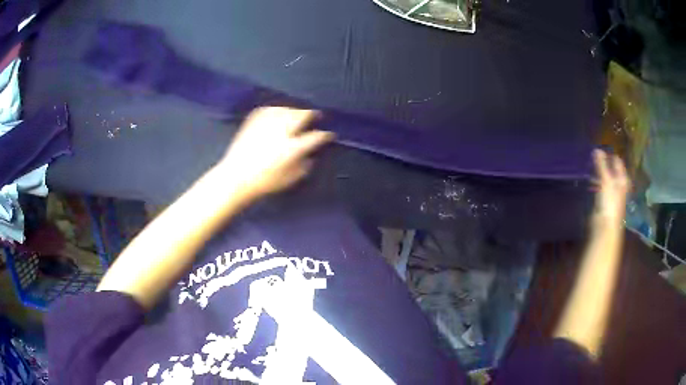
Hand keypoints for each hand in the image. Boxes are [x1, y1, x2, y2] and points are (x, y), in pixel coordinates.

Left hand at [217, 107, 333, 198]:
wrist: (236, 177)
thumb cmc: (264, 182)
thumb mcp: (290, 179)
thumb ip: (304, 166)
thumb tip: (310, 155)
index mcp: (293, 147)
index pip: (316, 136)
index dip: (325, 135)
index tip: (329, 135)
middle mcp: (282, 131)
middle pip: (302, 115)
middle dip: (312, 114)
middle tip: (316, 116)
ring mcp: (267, 123)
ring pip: (287, 109)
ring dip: (295, 111)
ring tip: (298, 115)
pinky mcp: (254, 120)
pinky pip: (271, 109)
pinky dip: (278, 110)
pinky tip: (279, 113)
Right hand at [591, 149, 630, 224]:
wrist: (605, 227)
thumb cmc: (609, 203)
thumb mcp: (606, 181)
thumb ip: (601, 165)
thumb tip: (596, 149)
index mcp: (621, 180)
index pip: (618, 163)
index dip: (611, 155)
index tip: (602, 148)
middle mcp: (618, 186)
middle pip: (613, 172)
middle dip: (605, 164)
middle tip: (595, 156)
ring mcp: (611, 195)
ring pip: (606, 180)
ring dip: (600, 174)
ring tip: (591, 167)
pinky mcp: (604, 203)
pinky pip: (600, 189)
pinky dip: (596, 184)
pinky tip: (590, 182)